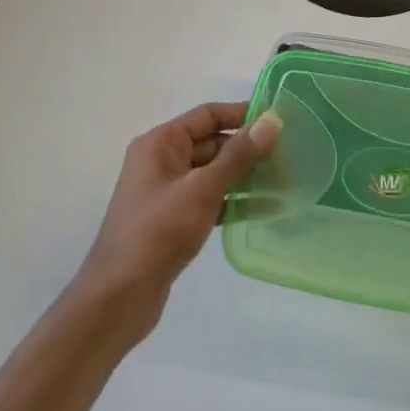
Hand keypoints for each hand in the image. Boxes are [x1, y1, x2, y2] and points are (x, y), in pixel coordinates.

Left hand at [70, 101, 281, 332]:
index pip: (207, 115)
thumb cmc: (158, 232)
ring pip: (214, 173)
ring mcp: (168, 192)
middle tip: (290, 156)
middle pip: (213, 143)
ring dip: (246, 176)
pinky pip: (211, 199)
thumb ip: (239, 155)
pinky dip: (235, 201)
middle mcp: (162, 161)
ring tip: (286, 181)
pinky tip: (267, 208)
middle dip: (249, 149)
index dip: (242, 114)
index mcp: (160, 144)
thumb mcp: (202, 188)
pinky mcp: (175, 220)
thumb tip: (272, 121)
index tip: (279, 121)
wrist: (119, 295)